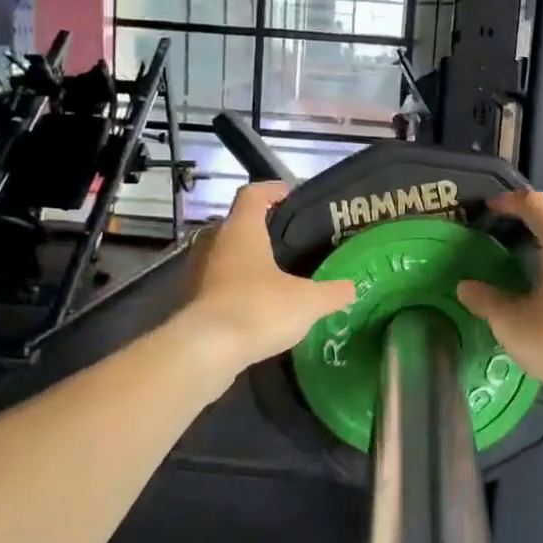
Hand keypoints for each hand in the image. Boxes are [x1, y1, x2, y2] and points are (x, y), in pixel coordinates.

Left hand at [184, 182, 355, 367]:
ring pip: (224, 256)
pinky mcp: (192, 302)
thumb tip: (350, 288)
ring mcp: (199, 273)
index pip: (253, 194)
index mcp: (242, 230)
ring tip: (274, 274)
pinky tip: (256, 306)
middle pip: (235, 224)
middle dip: (258, 228)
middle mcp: (215, 244)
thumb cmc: (258, 309)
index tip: (289, 194)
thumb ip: (331, 292)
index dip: (271, 190)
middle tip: (286, 239)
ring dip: (245, 261)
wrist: (205, 351)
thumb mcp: (307, 301)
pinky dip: (235, 289)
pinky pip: (217, 285)